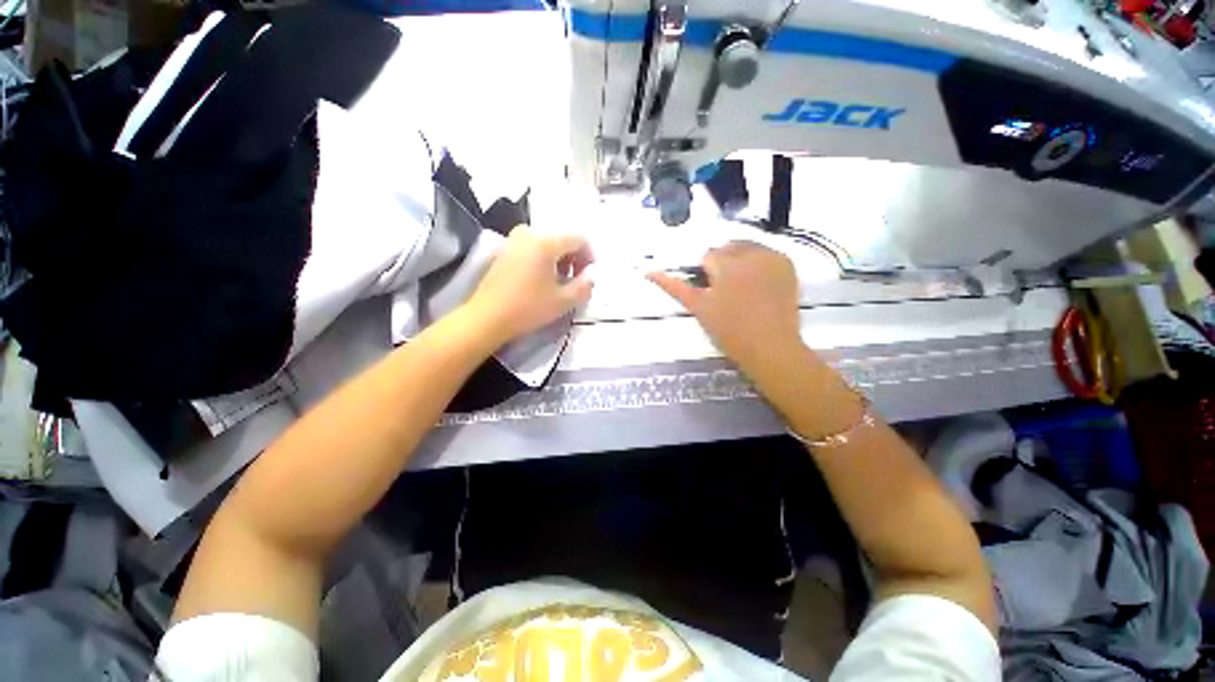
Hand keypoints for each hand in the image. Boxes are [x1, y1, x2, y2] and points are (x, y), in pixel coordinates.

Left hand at [465, 225, 594, 343]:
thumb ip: (585, 285)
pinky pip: (533, 247)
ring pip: (548, 243)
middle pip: (563, 238)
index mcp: (546, 241)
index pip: (579, 238)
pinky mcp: (505, 250)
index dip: (590, 256)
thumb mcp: (564, 301)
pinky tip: (543, 280)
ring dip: (560, 260)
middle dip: (575, 258)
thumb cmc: (528, 308)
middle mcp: (529, 233)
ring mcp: (514, 240)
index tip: (590, 275)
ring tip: (561, 283)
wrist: (486, 317)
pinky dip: (544, 260)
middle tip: (577, 281)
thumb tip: (591, 275)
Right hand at [648, 242, 802, 379]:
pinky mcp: (788, 264)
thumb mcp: (698, 308)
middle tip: (726, 291)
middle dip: (723, 263)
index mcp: (726, 265)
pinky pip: (767, 254)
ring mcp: (772, 258)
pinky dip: (759, 263)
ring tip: (743, 287)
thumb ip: (674, 287)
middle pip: (728, 248)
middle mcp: (750, 254)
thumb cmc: (729, 331)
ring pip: (748, 248)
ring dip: (740, 261)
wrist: (770, 347)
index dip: (706, 274)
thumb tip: (649, 272)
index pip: (708, 256)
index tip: (712, 292)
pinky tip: (759, 285)